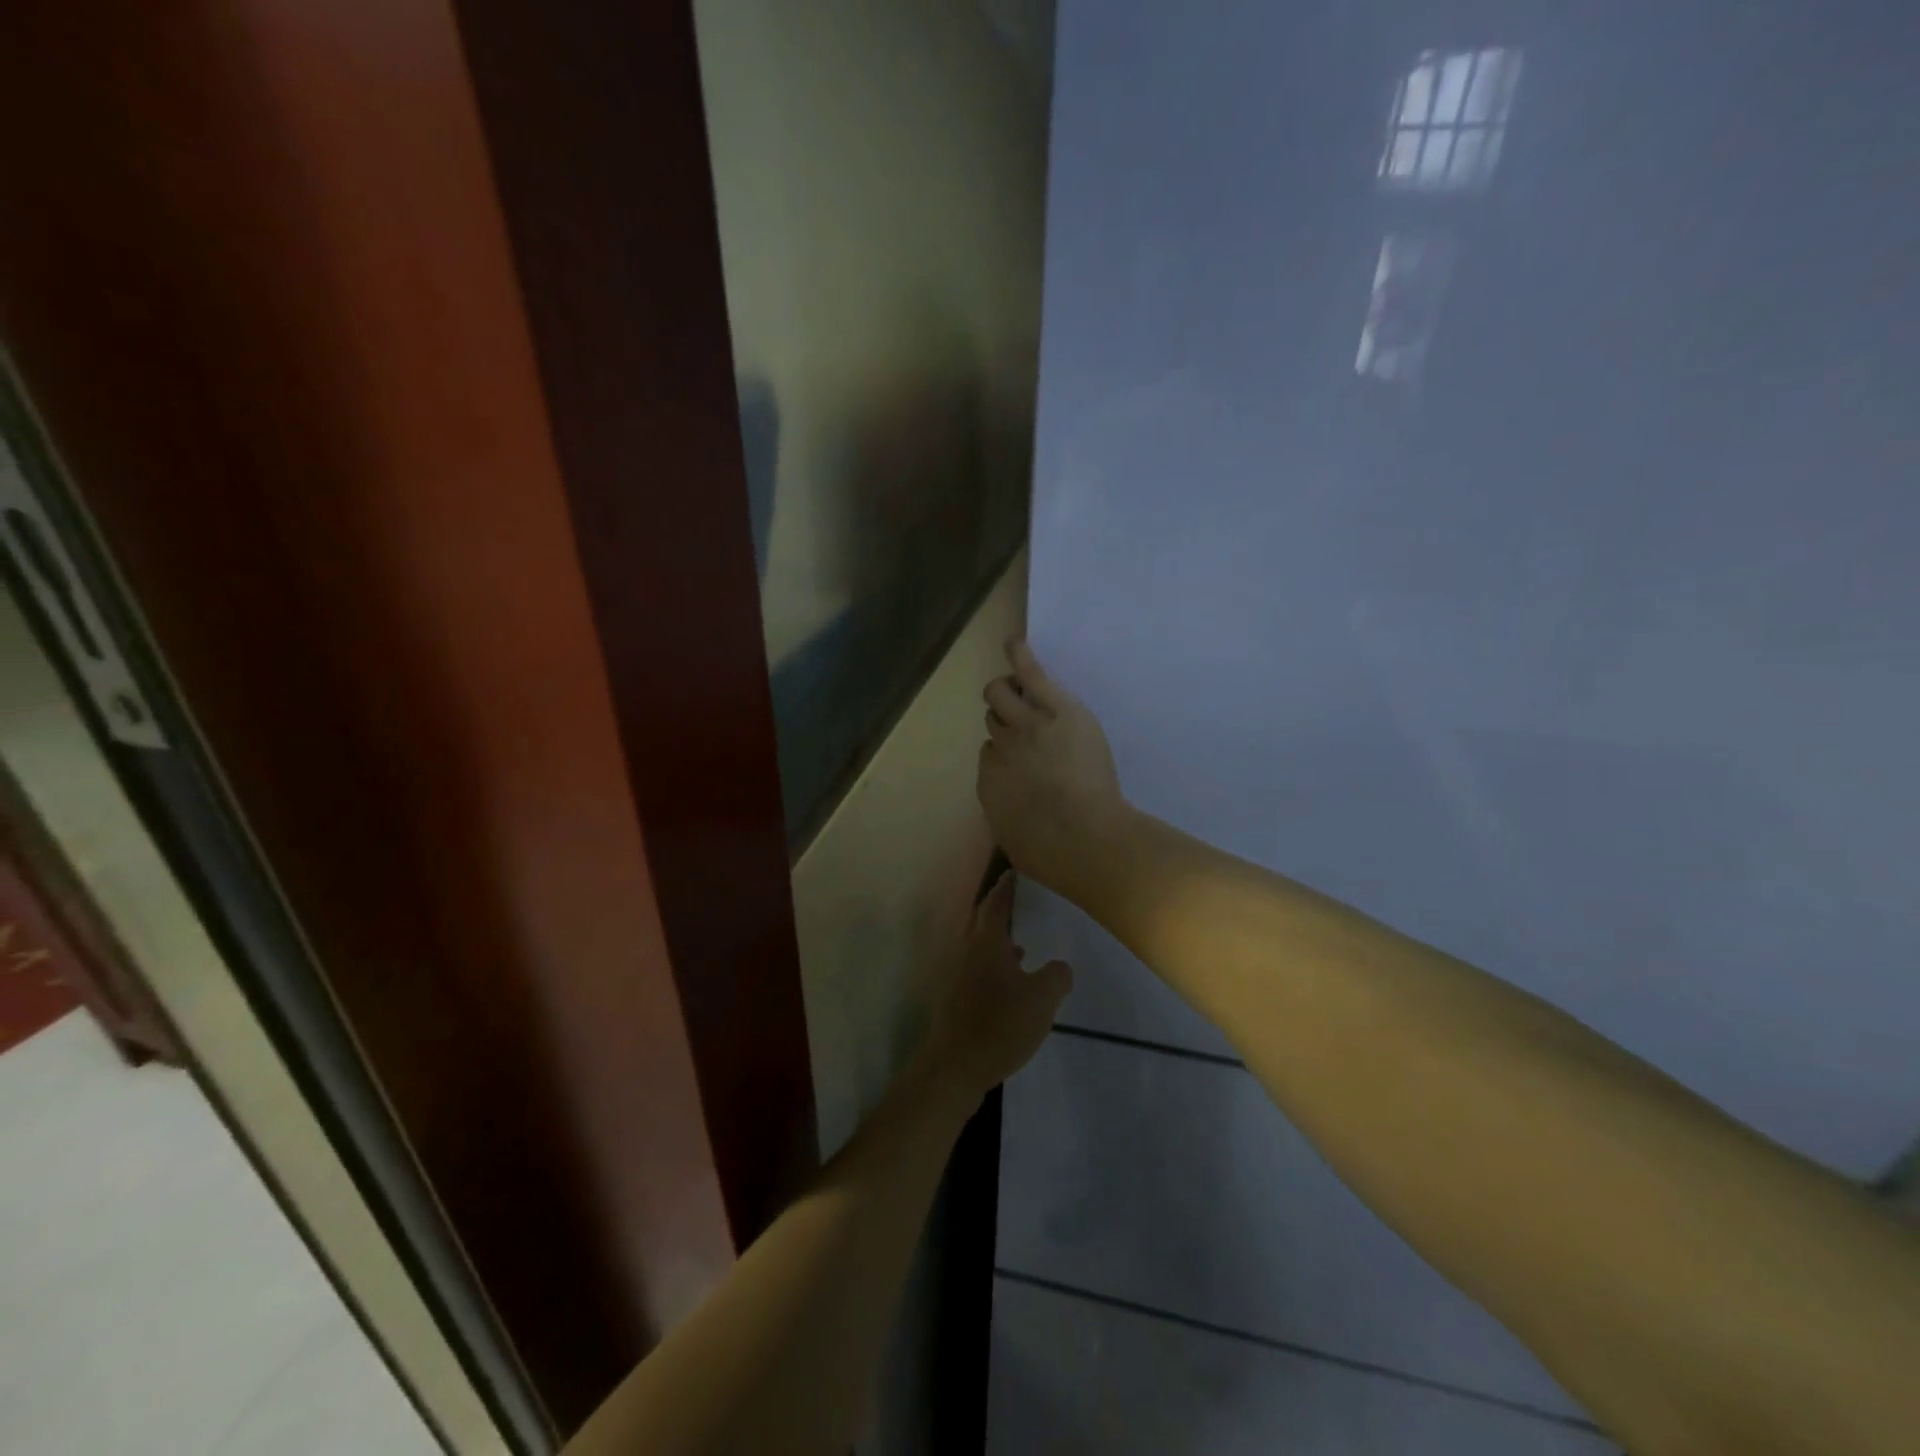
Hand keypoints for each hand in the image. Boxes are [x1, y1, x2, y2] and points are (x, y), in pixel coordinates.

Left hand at [918, 872, 1071, 1100]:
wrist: (953, 1068)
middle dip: (1003, 914)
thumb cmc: (998, 1025)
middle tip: (1023, 905)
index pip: (996, 904)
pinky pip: (979, 975)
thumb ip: (1056, 978)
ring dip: (1000, 945)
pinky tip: (1011, 988)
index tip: (1014, 873)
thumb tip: (1060, 967)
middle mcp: (967, 954)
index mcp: (986, 944)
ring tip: (1023, 947)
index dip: (1006, 888)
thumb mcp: (1041, 1000)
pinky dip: (996, 971)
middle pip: (984, 925)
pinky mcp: (956, 1003)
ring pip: (981, 952)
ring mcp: (957, 979)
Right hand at [977, 640, 1125, 894]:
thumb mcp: (1019, 842)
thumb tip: (1016, 814)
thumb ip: (1012, 817)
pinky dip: (1021, 656)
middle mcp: (1000, 748)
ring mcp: (1025, 726)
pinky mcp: (1054, 710)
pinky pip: (1031, 676)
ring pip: (1001, 695)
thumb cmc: (1052, 855)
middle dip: (1003, 717)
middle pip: (993, 719)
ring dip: (1008, 692)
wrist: (1082, 838)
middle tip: (1022, 720)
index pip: (990, 754)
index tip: (1024, 760)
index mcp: (990, 782)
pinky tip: (1015, 642)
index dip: (1005, 754)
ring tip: (1020, 688)